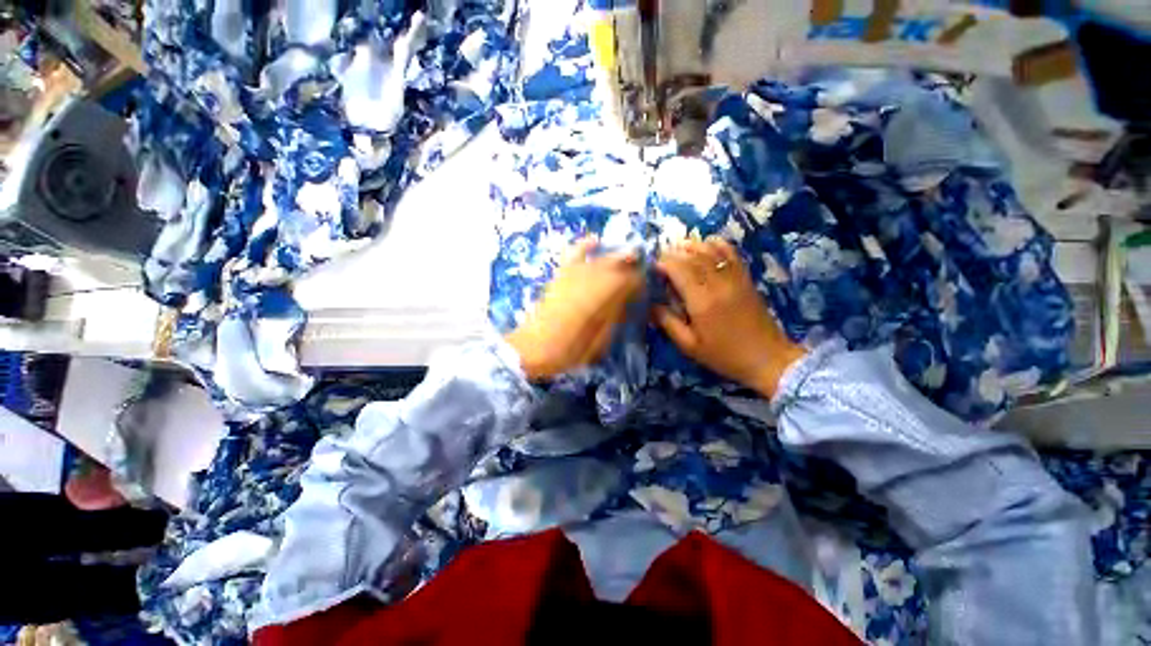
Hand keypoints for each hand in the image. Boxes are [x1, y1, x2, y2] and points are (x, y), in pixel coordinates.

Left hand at [506, 237, 642, 379]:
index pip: (627, 282)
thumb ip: (613, 319)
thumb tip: (624, 303)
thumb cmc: (569, 351)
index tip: (645, 286)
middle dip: (631, 264)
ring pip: (598, 259)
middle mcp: (588, 282)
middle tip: (642, 269)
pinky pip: (572, 256)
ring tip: (630, 254)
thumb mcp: (599, 342)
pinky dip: (584, 246)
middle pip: (615, 266)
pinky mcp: (559, 276)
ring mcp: (572, 277)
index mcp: (601, 300)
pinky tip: (595, 240)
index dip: (638, 281)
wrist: (534, 347)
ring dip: (615, 256)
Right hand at [654, 238, 804, 398]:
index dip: (663, 263)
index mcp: (701, 301)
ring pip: (710, 250)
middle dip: (673, 253)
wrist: (767, 358)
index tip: (651, 266)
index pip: (679, 269)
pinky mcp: (745, 278)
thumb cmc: (724, 355)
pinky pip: (730, 253)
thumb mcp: (689, 346)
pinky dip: (716, 244)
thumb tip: (650, 304)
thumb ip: (667, 323)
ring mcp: (734, 278)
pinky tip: (705, 243)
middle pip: (692, 256)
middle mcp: (718, 283)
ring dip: (691, 246)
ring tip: (676, 249)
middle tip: (659, 258)